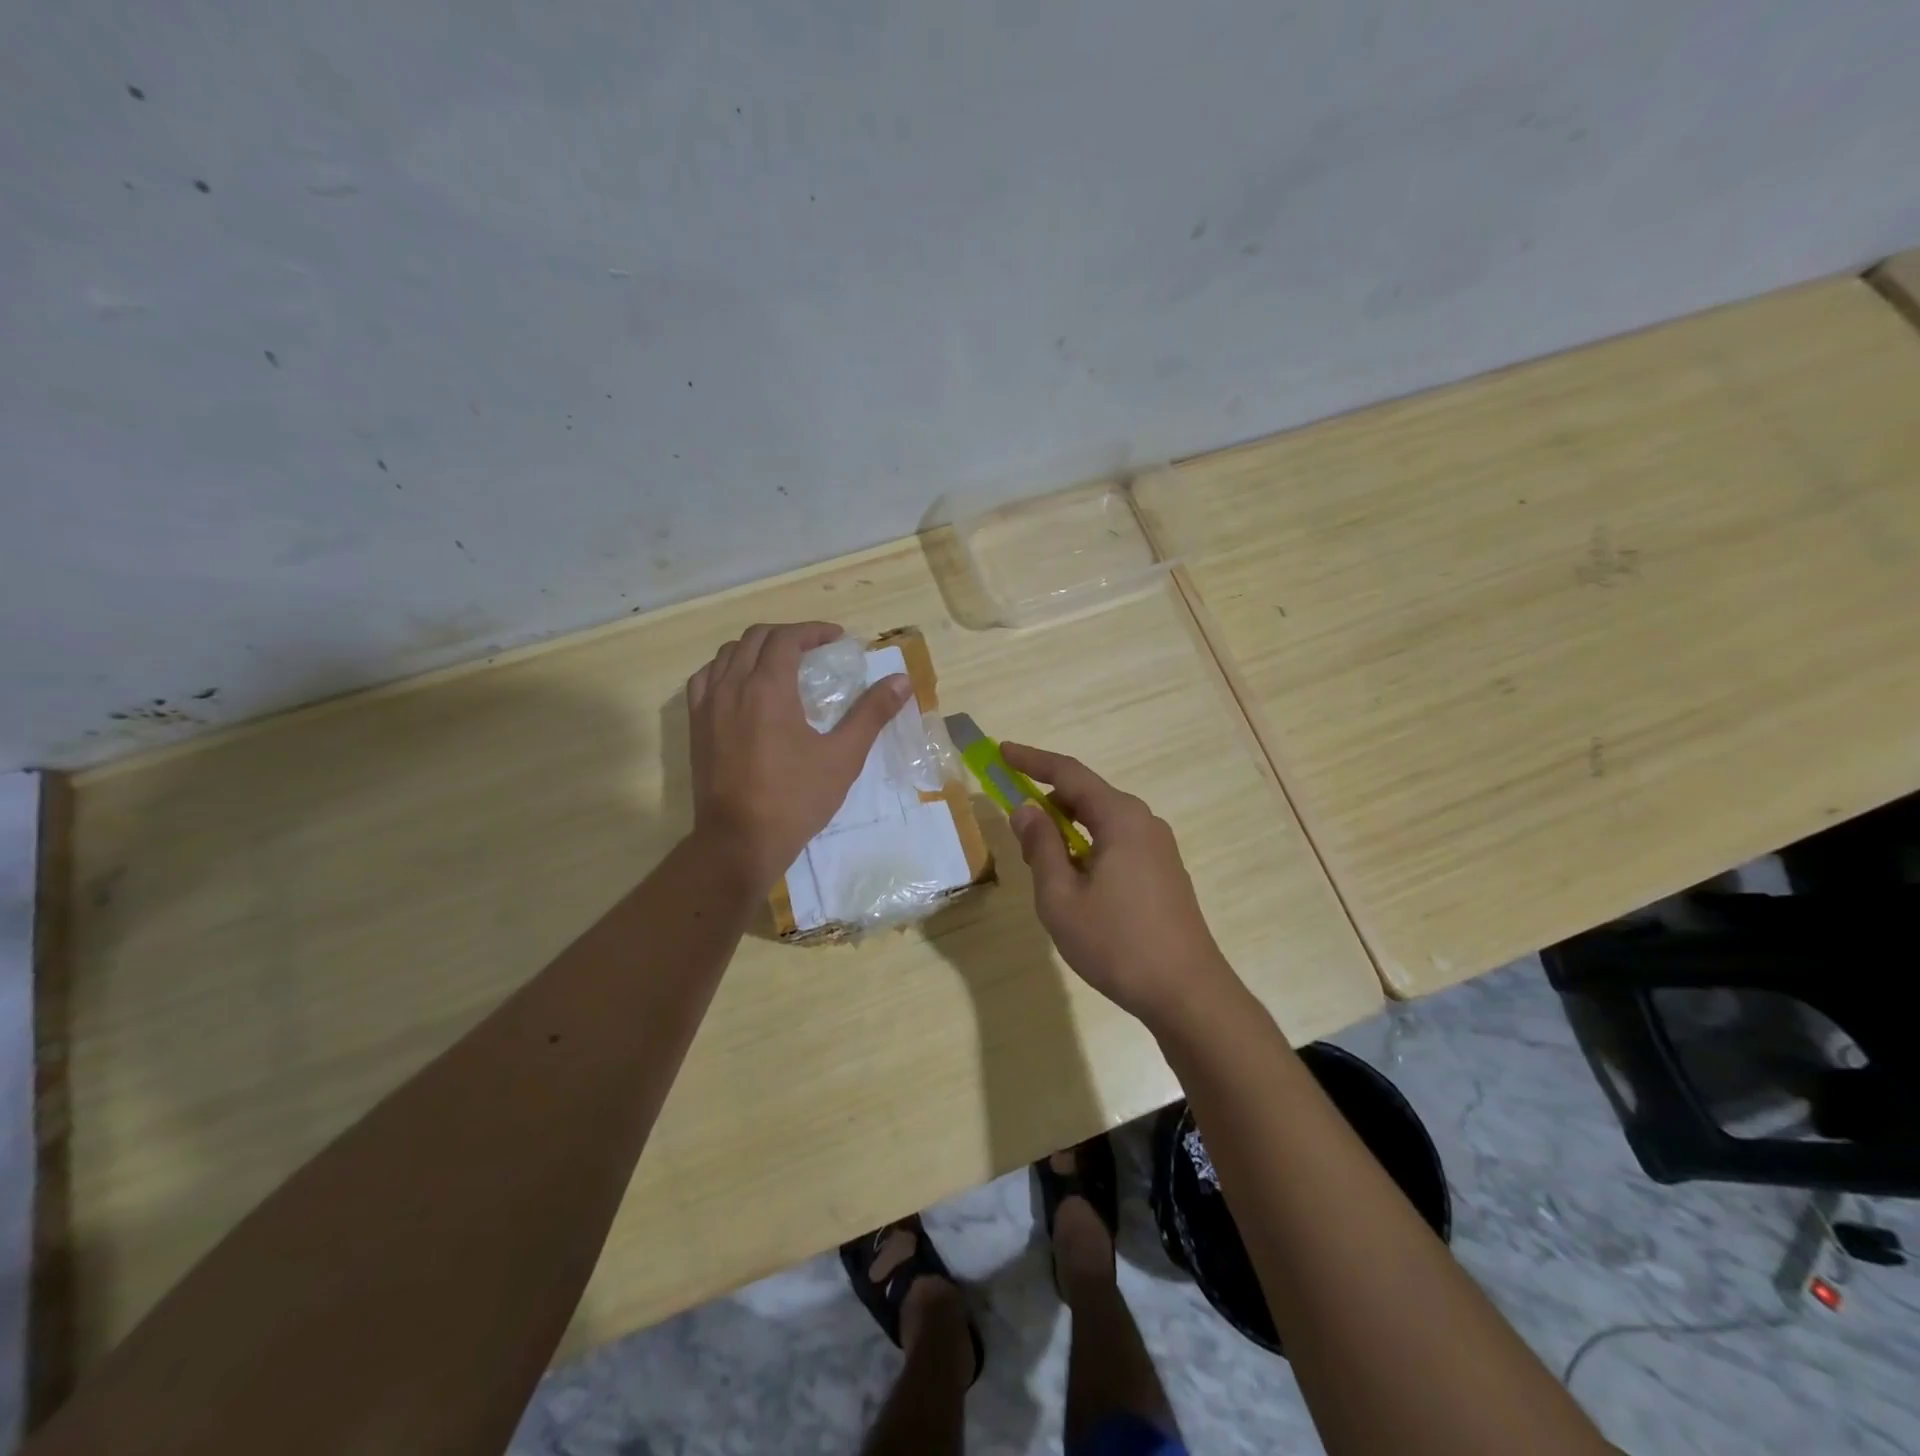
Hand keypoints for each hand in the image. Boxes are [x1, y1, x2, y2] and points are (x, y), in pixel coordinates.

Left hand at [686, 622, 911, 890]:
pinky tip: (741, 686)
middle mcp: (732, 686)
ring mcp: (707, 706)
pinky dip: (726, 669)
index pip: (786, 638)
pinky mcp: (695, 726)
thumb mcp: (843, 757)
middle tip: (814, 650)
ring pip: (727, 654)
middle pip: (755, 638)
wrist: (739, 840)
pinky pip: (705, 679)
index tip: (837, 639)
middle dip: (787, 635)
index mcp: (767, 688)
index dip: (813, 631)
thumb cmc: (795, 798)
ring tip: (780, 664)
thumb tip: (902, 681)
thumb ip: (872, 713)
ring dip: (756, 649)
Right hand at [1001, 742, 1244, 1030]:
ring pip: (1102, 821)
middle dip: (1047, 799)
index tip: (1002, 751)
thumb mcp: (1061, 897)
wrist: (1187, 992)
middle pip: (1087, 795)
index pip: (1069, 773)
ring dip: (1067, 827)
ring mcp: (1158, 847)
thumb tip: (1026, 809)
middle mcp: (1143, 822)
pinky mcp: (1164, 871)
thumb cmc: (1117, 943)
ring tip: (1039, 857)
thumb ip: (1041, 847)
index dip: (1032, 760)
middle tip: (1014, 817)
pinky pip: (1117, 841)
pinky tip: (1074, 879)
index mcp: (1121, 818)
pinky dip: (1088, 845)